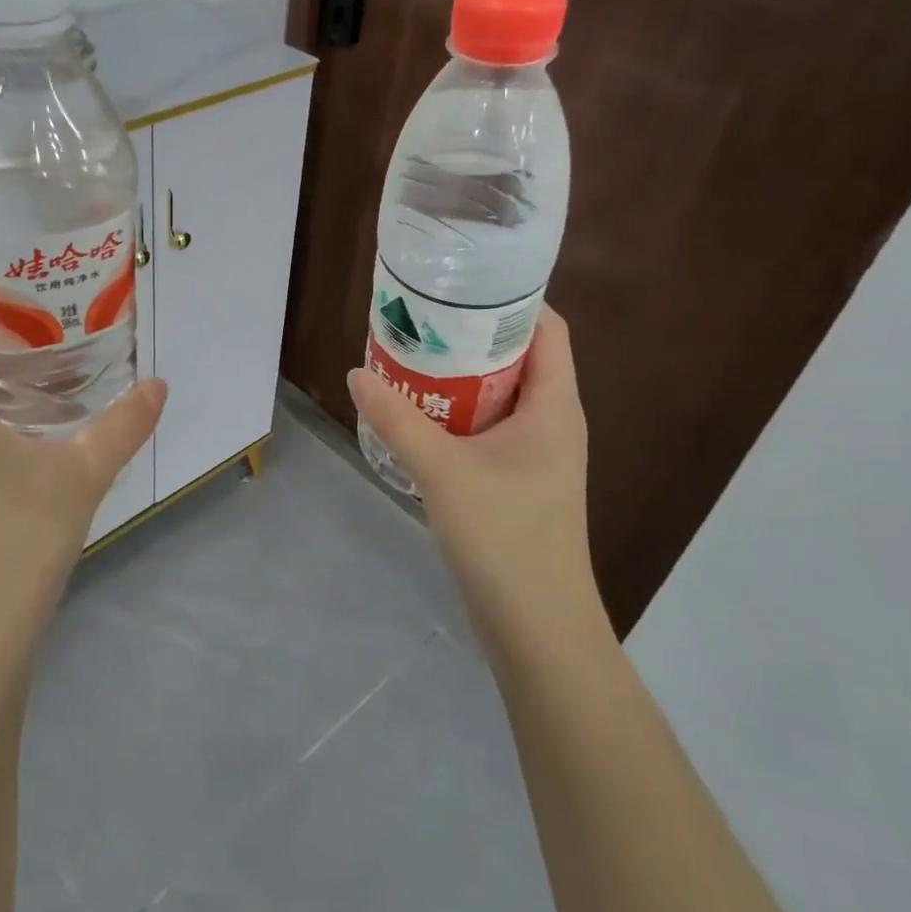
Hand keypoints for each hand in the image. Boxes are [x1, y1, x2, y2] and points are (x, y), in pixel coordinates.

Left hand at [0, 313, 166, 653]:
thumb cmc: (16, 538)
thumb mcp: (82, 473)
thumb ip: (124, 425)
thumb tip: (160, 384)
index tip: (21, 290)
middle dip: (3, 342)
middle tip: (58, 324)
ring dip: (9, 385)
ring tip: (63, 369)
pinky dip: (9, 421)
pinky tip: (52, 433)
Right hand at [348, 307, 599, 650]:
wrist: (536, 628)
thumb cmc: (505, 538)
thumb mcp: (443, 471)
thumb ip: (397, 419)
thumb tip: (356, 373)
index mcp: (554, 405)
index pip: (547, 328)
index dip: (511, 299)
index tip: (460, 283)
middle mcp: (551, 420)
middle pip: (518, 356)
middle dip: (471, 334)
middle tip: (420, 317)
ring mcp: (535, 453)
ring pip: (499, 393)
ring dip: (459, 374)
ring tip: (410, 354)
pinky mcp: (516, 479)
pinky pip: (487, 425)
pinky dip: (456, 409)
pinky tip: (416, 411)